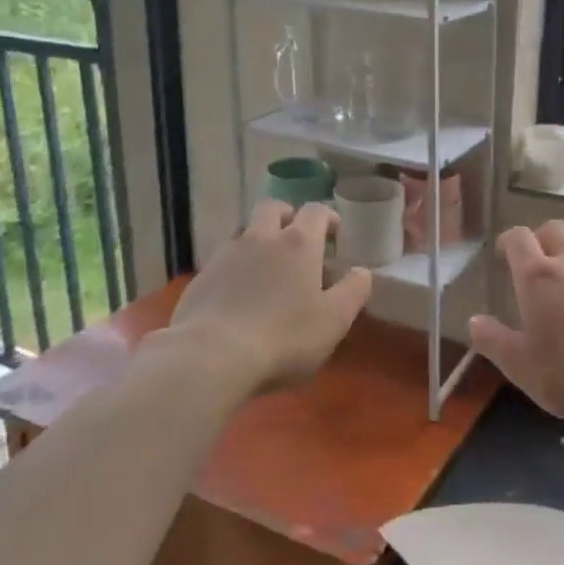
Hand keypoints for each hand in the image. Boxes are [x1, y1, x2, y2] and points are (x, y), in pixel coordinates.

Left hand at [171, 201, 372, 391]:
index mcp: (299, 243)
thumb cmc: (284, 337)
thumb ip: (353, 291)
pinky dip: (235, 264)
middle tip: (297, 238)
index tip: (334, 233)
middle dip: (288, 216)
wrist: (211, 356)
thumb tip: (362, 271)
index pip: (316, 211)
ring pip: (245, 229)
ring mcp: (227, 254)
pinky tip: (238, 290)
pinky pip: (223, 257)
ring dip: (259, 237)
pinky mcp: (201, 276)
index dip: (328, 217)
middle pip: (274, 208)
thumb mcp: (334, 320)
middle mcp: (262, 237)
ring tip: (266, 264)